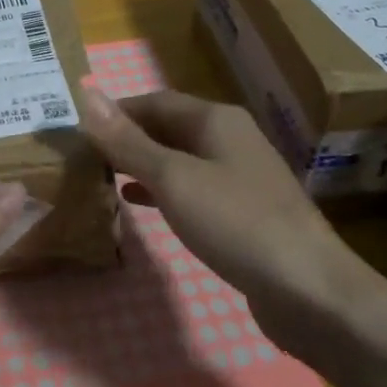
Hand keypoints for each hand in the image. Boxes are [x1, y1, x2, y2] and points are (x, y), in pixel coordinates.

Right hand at [76, 85, 386, 358]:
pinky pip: (192, 188)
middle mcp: (230, 138)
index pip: (154, 101)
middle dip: (126, 138)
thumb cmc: (236, 223)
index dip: (115, 111)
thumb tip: (87, 94)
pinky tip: (137, 203)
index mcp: (216, 119)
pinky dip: (162, 190)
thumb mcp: (173, 178)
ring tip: (101, 176)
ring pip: (178, 159)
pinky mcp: (243, 212)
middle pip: (167, 127)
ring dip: (141, 164)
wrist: (311, 291)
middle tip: (82, 155)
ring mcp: (240, 176)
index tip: (76, 129)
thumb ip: (128, 140)